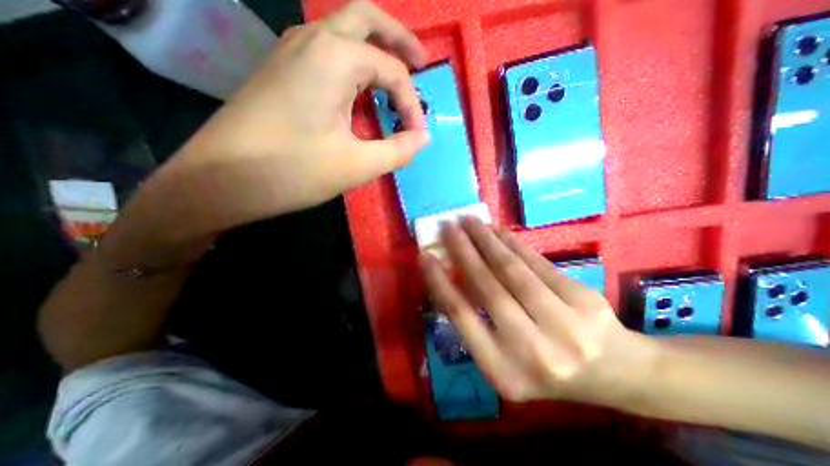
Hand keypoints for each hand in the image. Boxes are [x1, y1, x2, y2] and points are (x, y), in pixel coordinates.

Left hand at [165, 0, 430, 229]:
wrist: (219, 180)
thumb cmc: (291, 171)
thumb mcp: (356, 165)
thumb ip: (398, 151)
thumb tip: (422, 138)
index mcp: (334, 57)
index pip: (392, 71)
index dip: (411, 104)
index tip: (416, 135)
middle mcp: (312, 40)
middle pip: (366, 18)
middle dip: (399, 39)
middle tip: (422, 63)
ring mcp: (291, 53)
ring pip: (343, 32)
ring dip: (374, 48)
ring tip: (395, 76)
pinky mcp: (282, 73)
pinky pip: (327, 53)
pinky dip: (353, 64)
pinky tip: (359, 90)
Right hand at [423, 219, 657, 407]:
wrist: (617, 374)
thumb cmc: (548, 368)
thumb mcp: (505, 357)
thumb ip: (477, 321)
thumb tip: (451, 273)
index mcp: (504, 372)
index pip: (461, 317)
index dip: (440, 282)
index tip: (425, 256)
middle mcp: (532, 352)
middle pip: (487, 288)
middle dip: (463, 251)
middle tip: (447, 227)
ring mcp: (564, 326)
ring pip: (513, 271)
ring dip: (486, 240)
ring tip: (469, 221)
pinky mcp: (583, 301)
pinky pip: (537, 264)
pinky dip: (513, 243)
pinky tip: (497, 231)